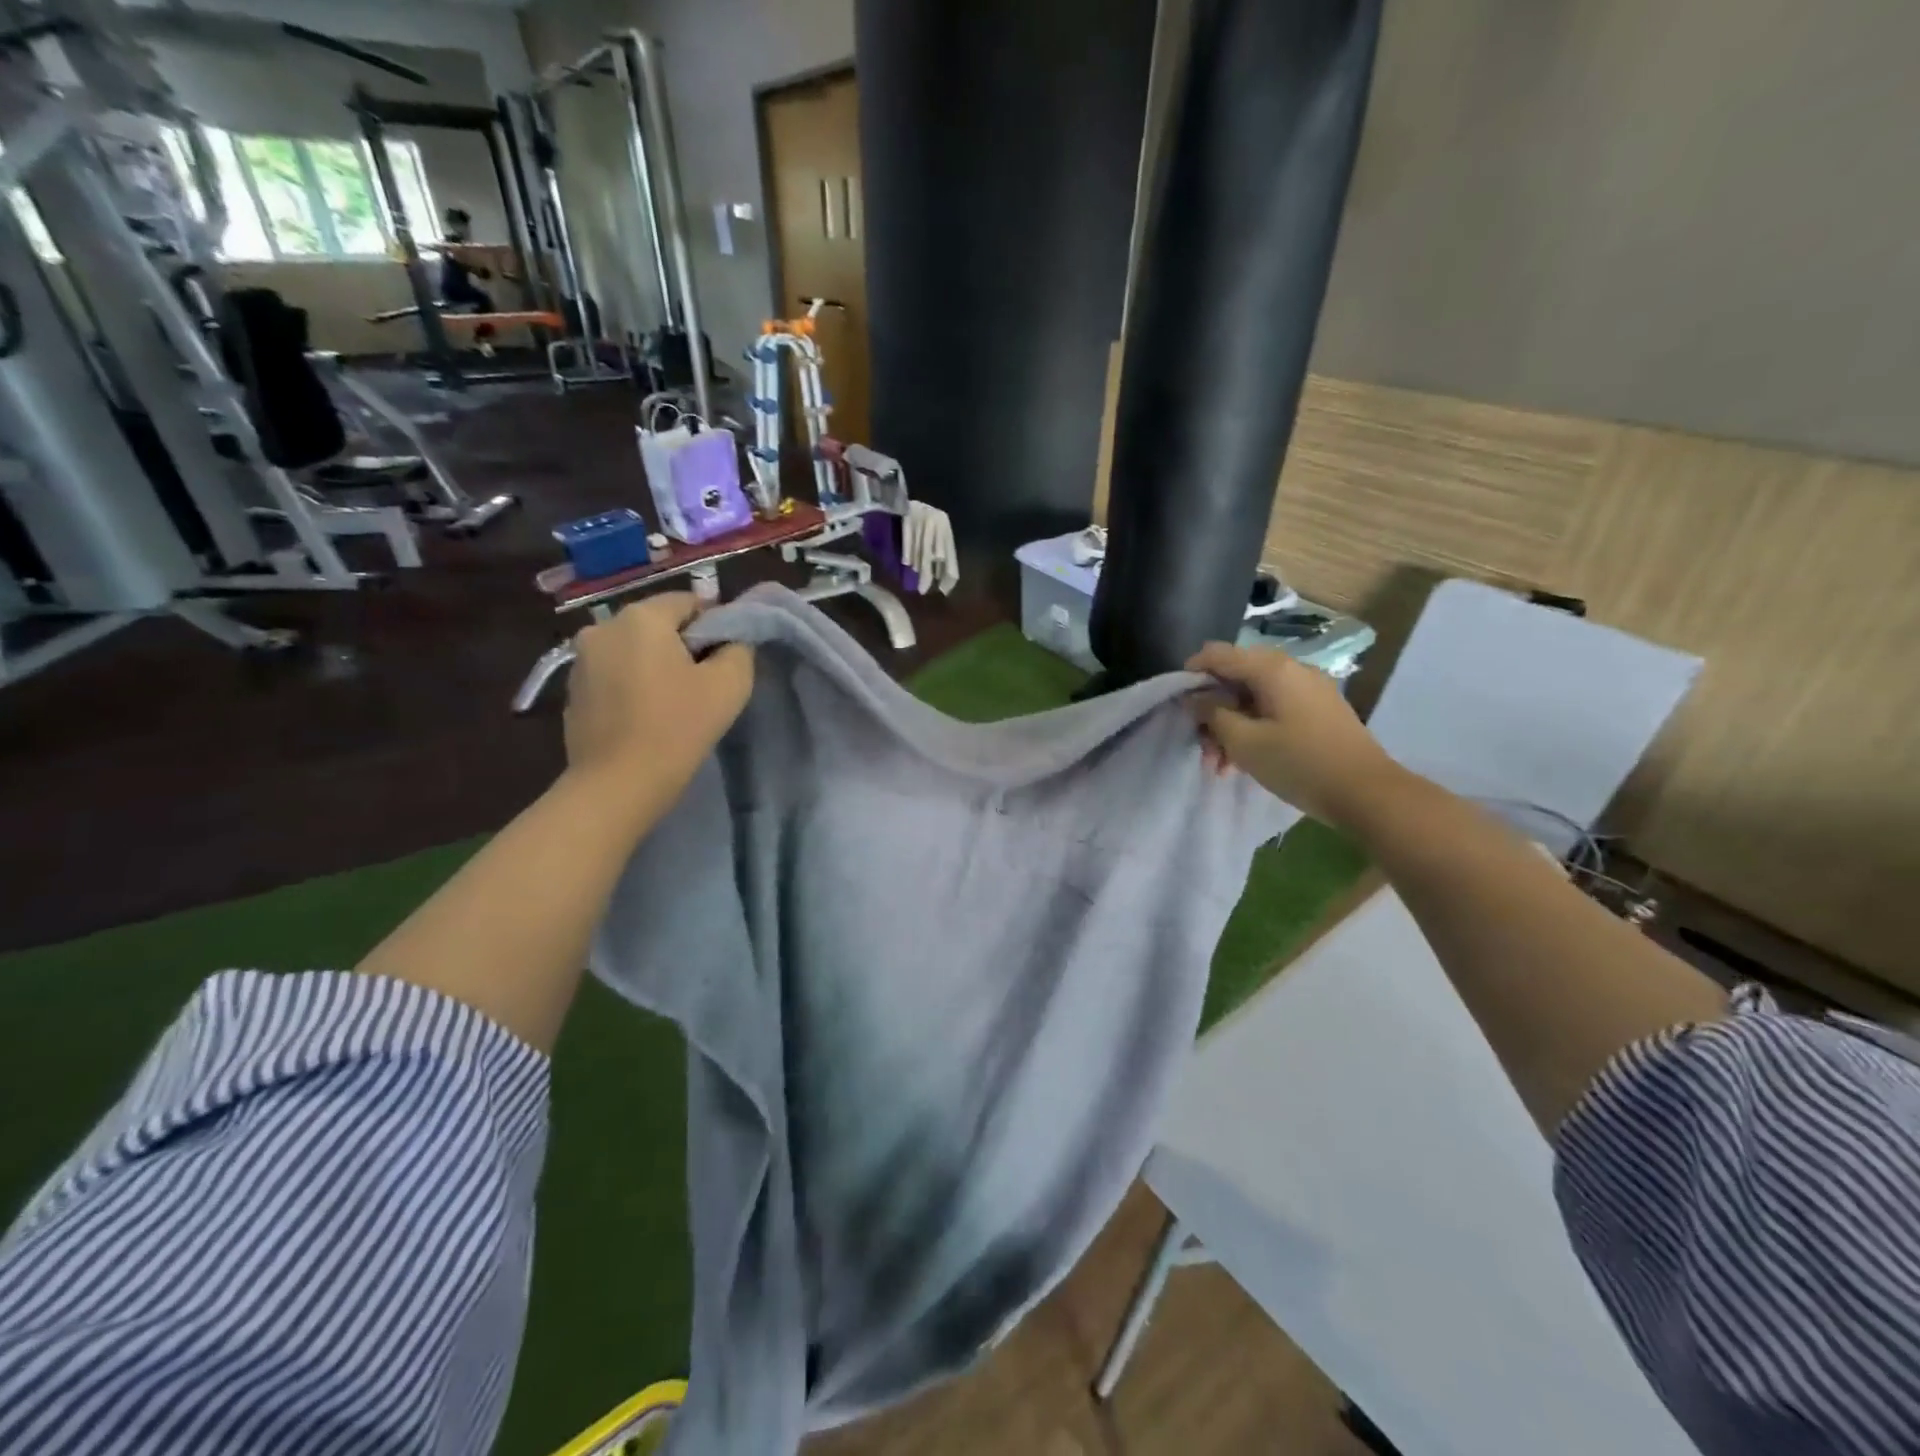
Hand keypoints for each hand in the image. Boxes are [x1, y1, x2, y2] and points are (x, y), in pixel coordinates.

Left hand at [564, 593, 752, 812]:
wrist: (618, 785)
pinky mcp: (572, 692)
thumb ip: (739, 649)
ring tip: (674, 705)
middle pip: (658, 625)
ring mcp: (581, 661)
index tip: (726, 661)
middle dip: (683, 647)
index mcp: (641, 617)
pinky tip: (646, 719)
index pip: (689, 601)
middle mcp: (603, 628)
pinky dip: (633, 687)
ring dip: (656, 667)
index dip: (714, 626)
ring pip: (634, 651)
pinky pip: (614, 676)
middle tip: (704, 686)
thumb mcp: (730, 684)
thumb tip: (732, 640)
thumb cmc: (678, 727)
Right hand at [1186, 641, 1405, 830]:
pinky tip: (1245, 760)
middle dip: (1212, 711)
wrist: (1367, 793)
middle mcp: (1291, 669)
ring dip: (1231, 726)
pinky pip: (1274, 709)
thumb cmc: (1299, 764)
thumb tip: (1193, 697)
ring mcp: (1308, 689)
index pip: (1217, 654)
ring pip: (1253, 698)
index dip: (1191, 673)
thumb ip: (1212, 714)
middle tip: (1202, 747)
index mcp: (1272, 669)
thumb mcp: (1244, 742)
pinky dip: (1254, 729)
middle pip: (1235, 678)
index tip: (1177, 703)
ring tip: (1221, 765)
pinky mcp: (1318, 710)